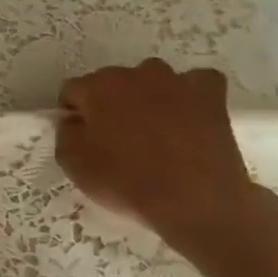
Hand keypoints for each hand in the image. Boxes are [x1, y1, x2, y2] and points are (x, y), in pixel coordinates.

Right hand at [54, 60, 271, 248]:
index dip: (73, 113)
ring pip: (151, 78)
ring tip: (152, 128)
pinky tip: (187, 114)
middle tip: (114, 137)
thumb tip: (74, 121)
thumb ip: (66, 133)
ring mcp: (176, 82)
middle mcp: (135, 74)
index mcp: (97, 87)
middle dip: (108, 103)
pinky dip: (190, 94)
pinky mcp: (211, 97)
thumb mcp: (74, 164)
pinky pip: (197, 82)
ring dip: (146, 96)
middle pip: (111, 81)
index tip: (80, 137)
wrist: (195, 202)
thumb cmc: (127, 182)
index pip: (72, 90)